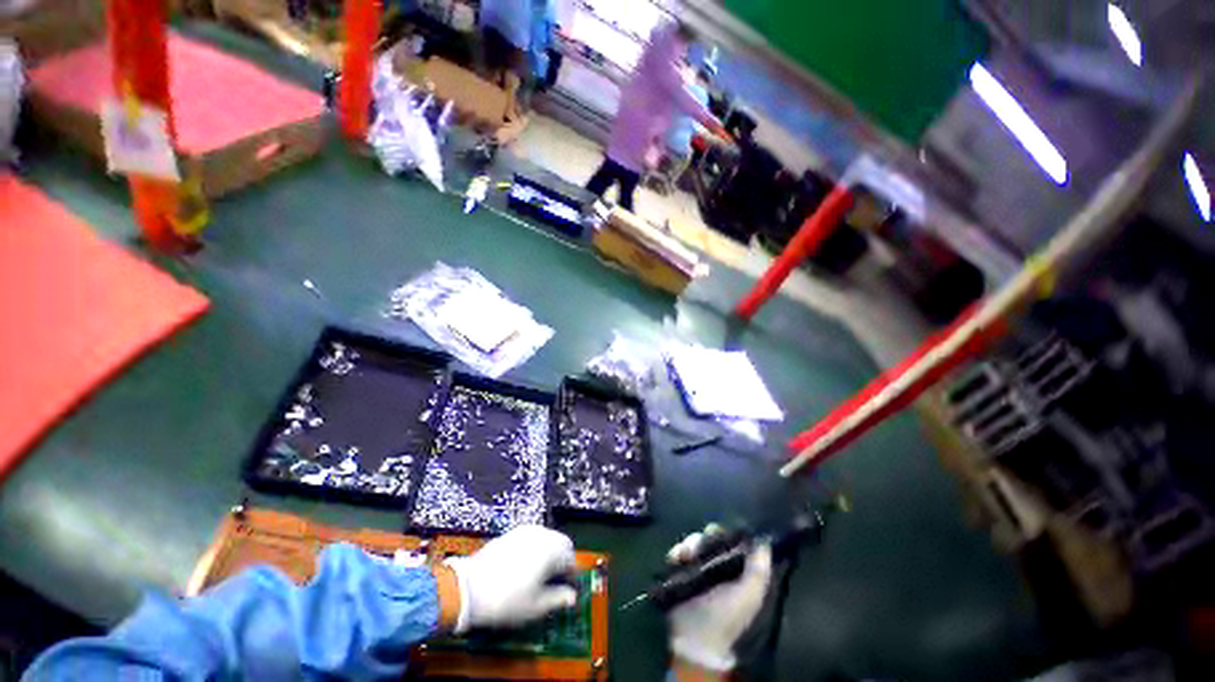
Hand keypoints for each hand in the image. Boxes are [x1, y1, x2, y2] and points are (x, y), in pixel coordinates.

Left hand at [445, 525, 577, 632]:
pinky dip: (535, 549)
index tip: (568, 589)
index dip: (572, 575)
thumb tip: (571, 598)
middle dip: (562, 560)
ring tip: (541, 574)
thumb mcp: (536, 606)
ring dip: (549, 553)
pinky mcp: (511, 533)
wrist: (467, 588)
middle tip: (557, 581)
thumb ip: (558, 599)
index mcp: (551, 549)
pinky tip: (525, 567)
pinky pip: (532, 538)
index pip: (571, 558)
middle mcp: (541, 534)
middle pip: (561, 543)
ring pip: (547, 538)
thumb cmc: (506, 600)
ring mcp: (525, 531)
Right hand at [666, 526, 771, 672]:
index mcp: (739, 574)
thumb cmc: (725, 618)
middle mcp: (719, 569)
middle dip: (707, 537)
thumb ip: (759, 571)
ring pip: (696, 543)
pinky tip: (677, 557)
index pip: (737, 545)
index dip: (732, 535)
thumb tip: (765, 541)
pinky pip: (679, 551)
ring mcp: (698, 570)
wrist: (691, 639)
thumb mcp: (748, 597)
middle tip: (703, 541)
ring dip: (691, 543)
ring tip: (686, 553)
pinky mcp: (679, 571)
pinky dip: (678, 551)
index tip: (727, 530)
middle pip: (714, 540)